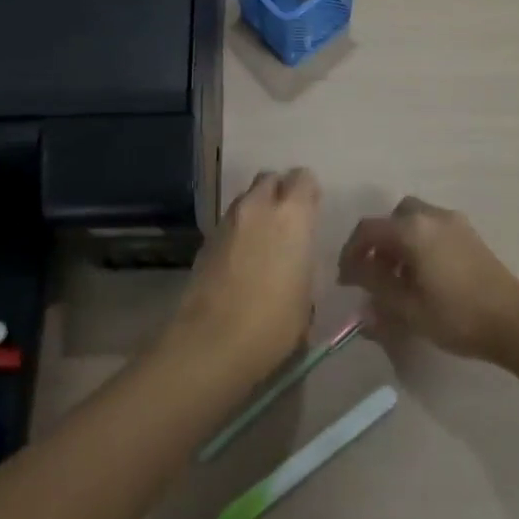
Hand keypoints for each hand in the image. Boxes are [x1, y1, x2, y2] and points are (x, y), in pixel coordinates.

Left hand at [163, 168, 320, 380]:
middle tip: (287, 221)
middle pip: (269, 179)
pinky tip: (242, 259)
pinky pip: (229, 221)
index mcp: (291, 215)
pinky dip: (239, 230)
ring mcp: (228, 220)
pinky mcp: (207, 238)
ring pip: (246, 198)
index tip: (312, 210)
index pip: (303, 178)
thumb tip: (296, 256)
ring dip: (257, 210)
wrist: (213, 340)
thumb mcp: (306, 293)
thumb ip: (303, 260)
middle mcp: (258, 206)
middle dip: (279, 192)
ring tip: (263, 241)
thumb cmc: (274, 322)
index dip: (308, 192)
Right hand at [338, 197, 518, 361]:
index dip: (351, 252)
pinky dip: (419, 242)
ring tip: (398, 278)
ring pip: (414, 220)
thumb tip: (354, 274)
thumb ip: (376, 287)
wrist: (515, 322)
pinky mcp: (469, 234)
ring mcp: (453, 222)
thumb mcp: (408, 308)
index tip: (346, 280)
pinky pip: (433, 228)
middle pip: (392, 218)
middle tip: (373, 273)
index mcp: (412, 230)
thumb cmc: (456, 316)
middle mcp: (431, 215)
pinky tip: (424, 275)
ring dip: (399, 242)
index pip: (368, 230)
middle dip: (378, 242)